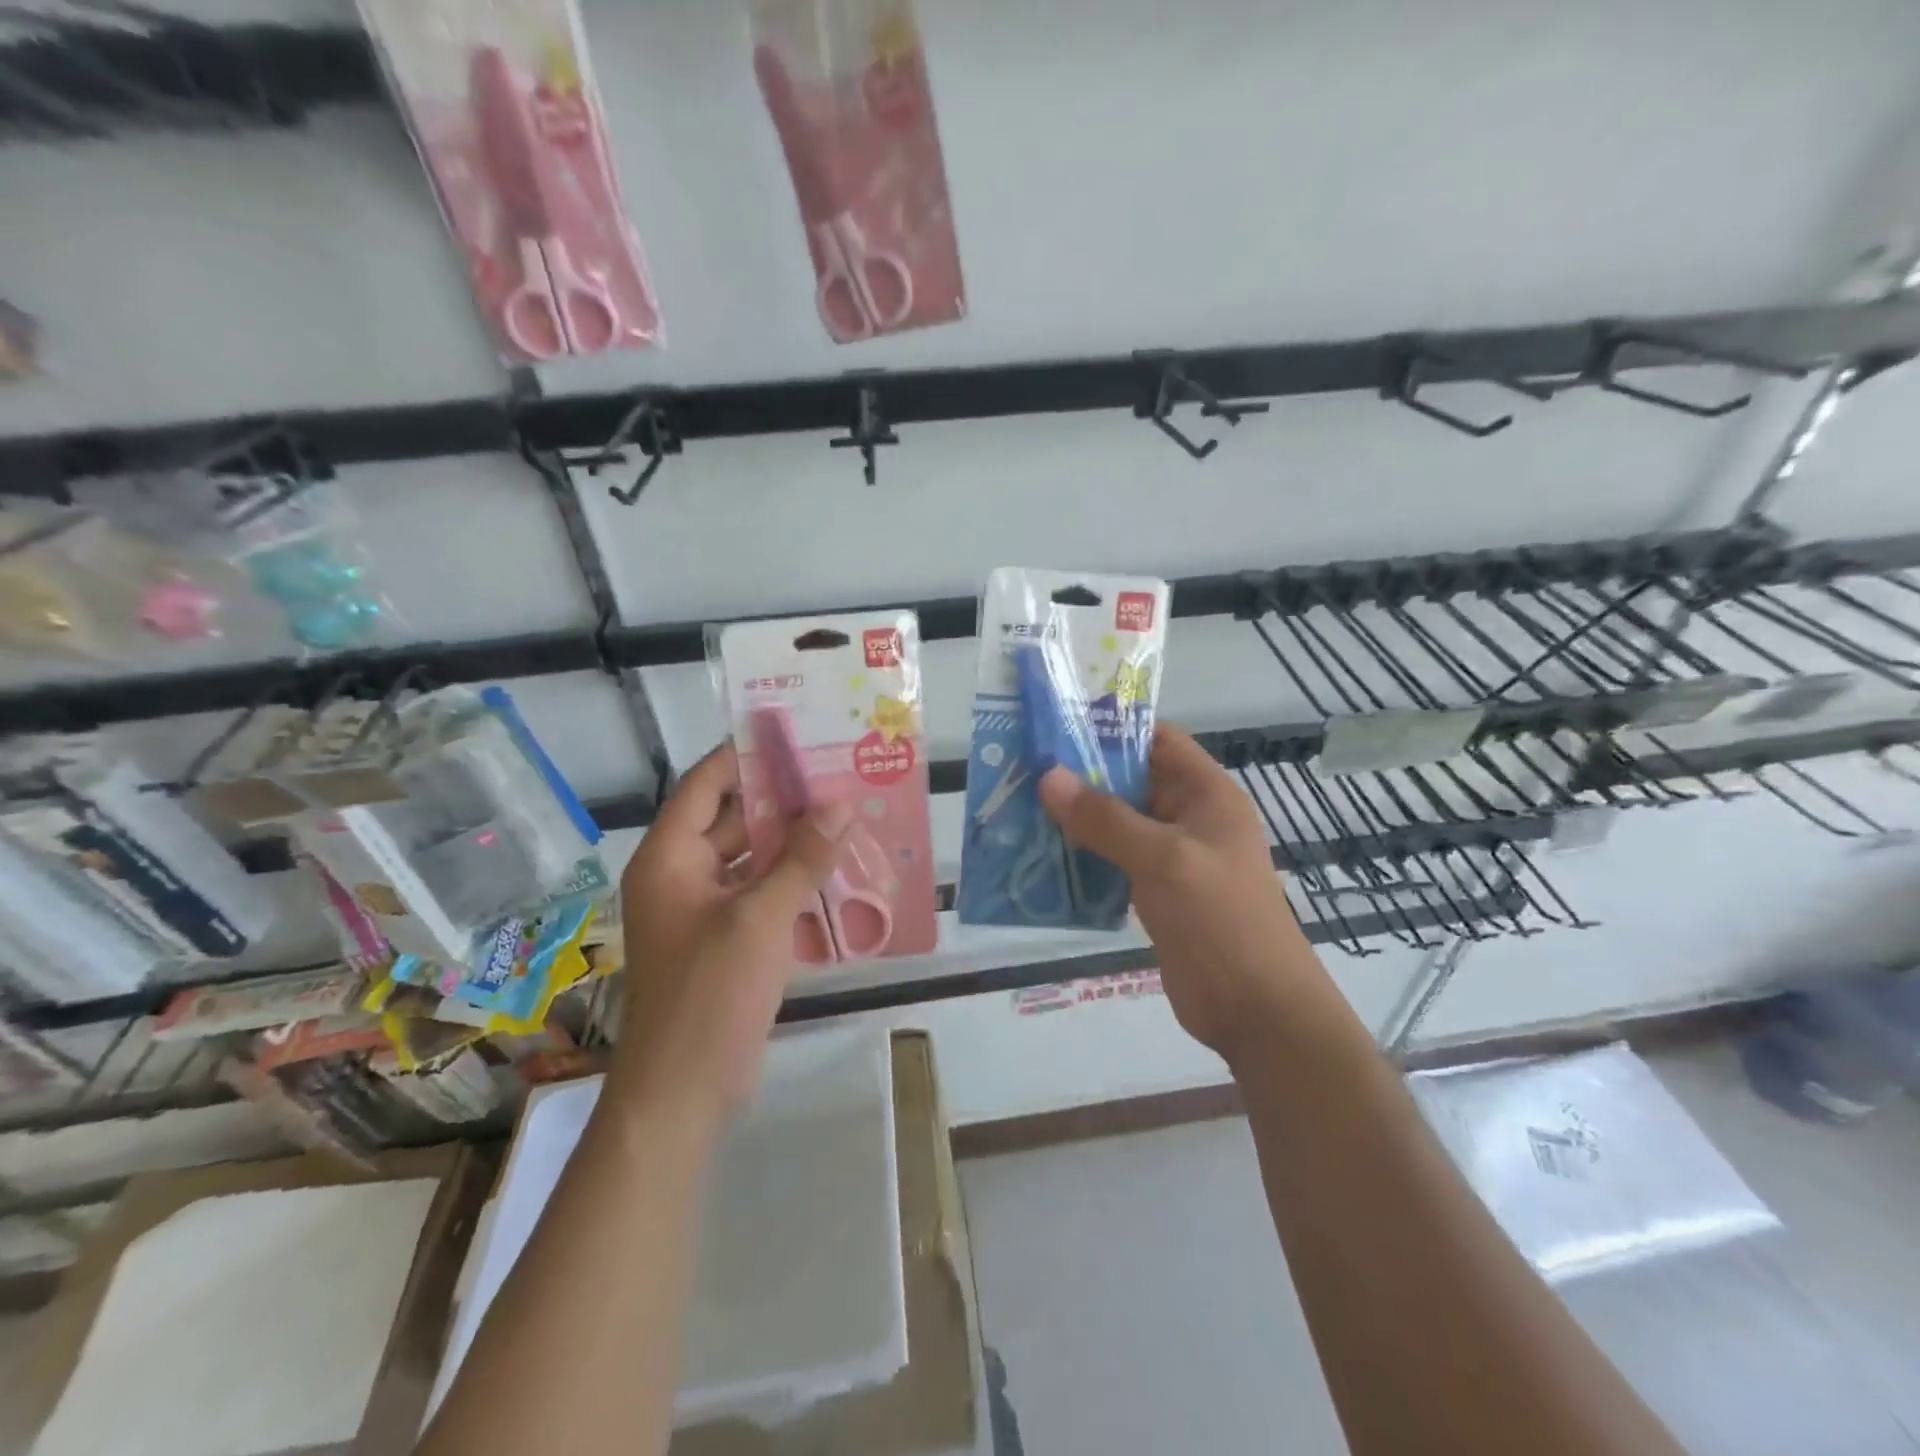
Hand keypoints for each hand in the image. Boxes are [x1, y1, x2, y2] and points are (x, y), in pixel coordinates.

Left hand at [614, 743, 852, 1126]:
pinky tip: (838, 869)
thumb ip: (802, 858)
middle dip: (785, 799)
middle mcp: (682, 874)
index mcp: (670, 857)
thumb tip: (841, 803)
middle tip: (839, 775)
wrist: (683, 1092)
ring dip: (795, 841)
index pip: (707, 784)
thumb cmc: (710, 995)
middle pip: (734, 818)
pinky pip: (762, 892)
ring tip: (849, 815)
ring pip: (753, 857)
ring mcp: (705, 909)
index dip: (746, 755)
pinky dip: (794, 879)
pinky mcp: (727, 938)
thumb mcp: (759, 918)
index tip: (796, 734)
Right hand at [1038, 725, 1325, 1061]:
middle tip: (1024, 767)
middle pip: (1132, 780)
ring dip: (1077, 817)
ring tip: (1021, 805)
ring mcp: (1172, 858)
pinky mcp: (1156, 893)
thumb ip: (1105, 818)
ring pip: (1118, 823)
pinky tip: (1041, 855)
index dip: (1113, 729)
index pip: (1158, 741)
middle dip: (1082, 774)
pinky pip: (1114, 861)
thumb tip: (1048, 776)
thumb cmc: (1220, 920)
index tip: (1057, 726)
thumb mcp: (1163, 860)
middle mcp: (1189, 818)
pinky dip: (1082, 855)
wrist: (1256, 1011)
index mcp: (1207, 795)